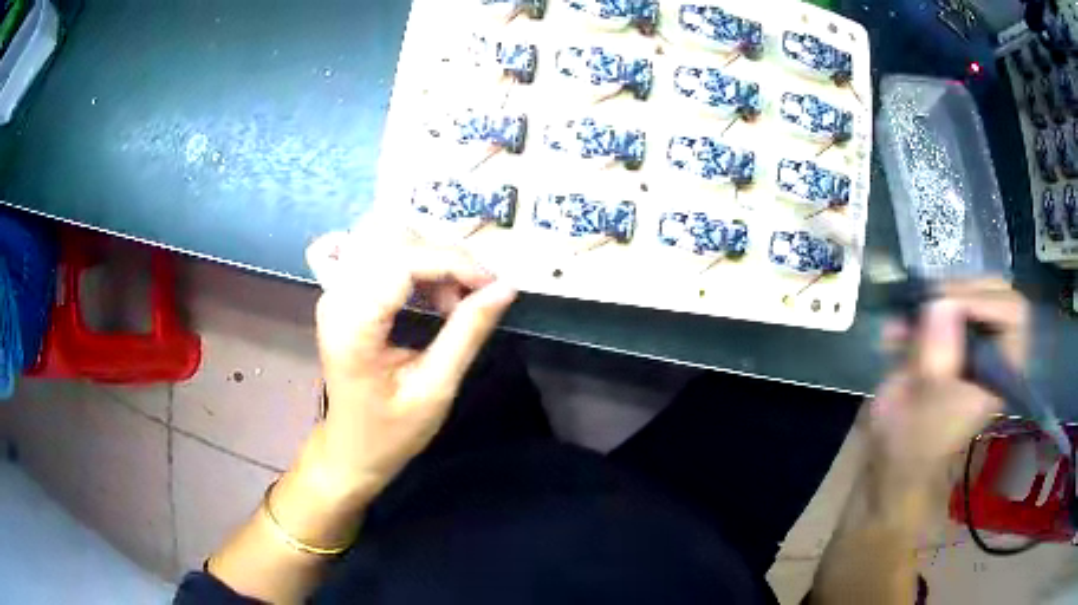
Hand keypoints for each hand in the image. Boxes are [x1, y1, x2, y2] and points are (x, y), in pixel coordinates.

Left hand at [300, 219, 516, 502]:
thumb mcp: (435, 388)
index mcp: (352, 324)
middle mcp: (337, 297)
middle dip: (446, 261)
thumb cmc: (390, 431)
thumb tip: (505, 288)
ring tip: (456, 304)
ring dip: (434, 264)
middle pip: (397, 244)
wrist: (351, 449)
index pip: (402, 263)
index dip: (453, 262)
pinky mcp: (345, 293)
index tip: (493, 285)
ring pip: (393, 245)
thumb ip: (467, 333)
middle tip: (477, 297)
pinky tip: (435, 299)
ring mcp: (337, 292)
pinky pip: (386, 259)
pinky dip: (420, 270)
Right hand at [870, 279, 1028, 484]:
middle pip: (992, 292)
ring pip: (964, 294)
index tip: (946, 307)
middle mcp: (991, 349)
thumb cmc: (917, 443)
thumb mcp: (929, 403)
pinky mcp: (944, 343)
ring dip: (931, 299)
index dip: (984, 300)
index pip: (1013, 313)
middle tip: (929, 300)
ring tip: (903, 317)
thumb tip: (939, 302)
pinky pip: (936, 309)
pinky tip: (893, 333)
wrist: (893, 461)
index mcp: (1002, 368)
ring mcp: (968, 344)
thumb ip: (939, 353)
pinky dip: (914, 312)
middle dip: (959, 289)